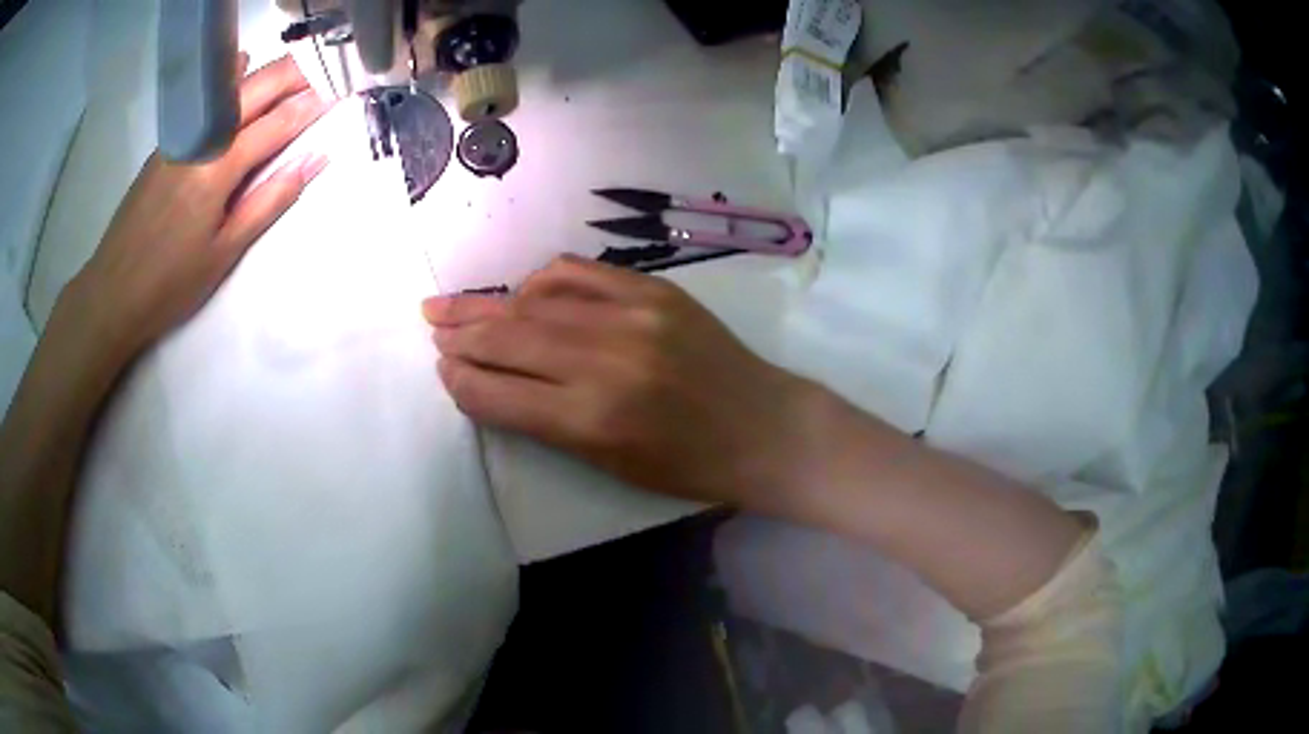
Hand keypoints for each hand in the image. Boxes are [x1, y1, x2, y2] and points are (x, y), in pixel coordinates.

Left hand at [60, 54, 331, 368]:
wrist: (111, 293)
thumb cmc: (170, 284)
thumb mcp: (224, 252)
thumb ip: (270, 200)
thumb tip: (315, 160)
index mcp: (219, 167)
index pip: (278, 122)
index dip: (312, 104)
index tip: (341, 91)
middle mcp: (202, 137)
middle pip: (257, 88)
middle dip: (296, 74)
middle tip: (326, 70)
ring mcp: (181, 135)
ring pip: (232, 86)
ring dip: (268, 73)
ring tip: (297, 68)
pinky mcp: (167, 141)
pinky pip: (205, 98)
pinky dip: (230, 77)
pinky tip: (241, 65)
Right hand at [423, 256, 827, 509]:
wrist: (764, 428)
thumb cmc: (687, 465)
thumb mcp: (609, 464)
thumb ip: (545, 422)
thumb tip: (492, 383)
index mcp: (590, 422)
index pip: (498, 393)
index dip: (462, 381)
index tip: (443, 371)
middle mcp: (603, 363)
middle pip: (507, 339)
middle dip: (461, 335)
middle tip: (432, 326)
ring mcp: (631, 318)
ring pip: (534, 303)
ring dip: (486, 304)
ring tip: (453, 305)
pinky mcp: (654, 291)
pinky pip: (578, 273)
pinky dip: (541, 281)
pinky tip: (524, 293)